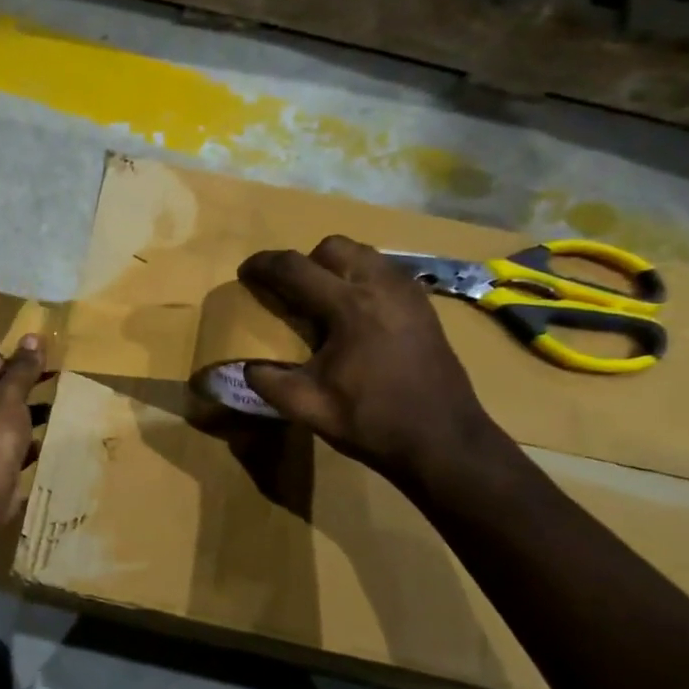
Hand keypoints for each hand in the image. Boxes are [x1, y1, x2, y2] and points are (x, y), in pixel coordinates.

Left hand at [0, 337, 46, 481]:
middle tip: (52, 389)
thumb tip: (32, 337)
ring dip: (20, 417)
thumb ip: (23, 367)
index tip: (46, 368)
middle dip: (21, 392)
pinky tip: (36, 446)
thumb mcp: (12, 394)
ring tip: (49, 416)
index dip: (20, 363)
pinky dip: (13, 443)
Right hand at [237, 236, 496, 481]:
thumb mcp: (307, 407)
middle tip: (290, 292)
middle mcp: (382, 286)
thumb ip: (267, 380)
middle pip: (333, 247)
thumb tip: (246, 365)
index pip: (294, 267)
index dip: (263, 265)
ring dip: (335, 268)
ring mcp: (409, 293)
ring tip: (322, 302)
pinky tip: (354, 316)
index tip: (245, 273)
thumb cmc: (372, 422)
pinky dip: (361, 280)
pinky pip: (385, 273)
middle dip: (304, 261)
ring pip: (363, 255)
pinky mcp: (424, 307)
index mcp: (350, 307)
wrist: (443, 442)